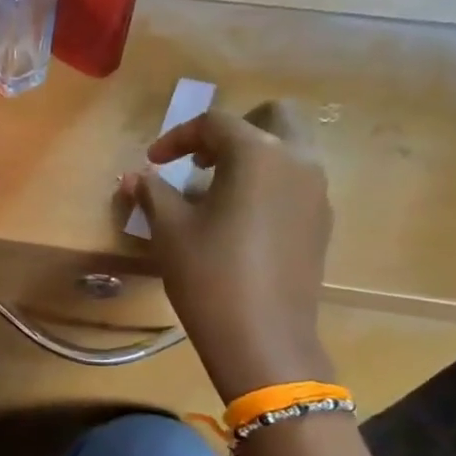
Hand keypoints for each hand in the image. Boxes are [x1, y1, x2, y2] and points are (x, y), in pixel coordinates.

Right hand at [119, 100, 333, 400]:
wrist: (263, 338)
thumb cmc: (210, 275)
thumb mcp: (170, 230)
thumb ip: (153, 193)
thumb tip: (134, 176)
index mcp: (258, 154)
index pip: (216, 123)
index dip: (178, 137)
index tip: (153, 162)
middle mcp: (297, 161)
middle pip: (274, 117)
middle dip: (234, 129)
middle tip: (201, 159)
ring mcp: (317, 193)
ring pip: (291, 149)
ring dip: (254, 155)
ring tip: (216, 189)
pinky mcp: (321, 223)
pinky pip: (297, 182)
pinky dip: (269, 182)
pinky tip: (240, 218)